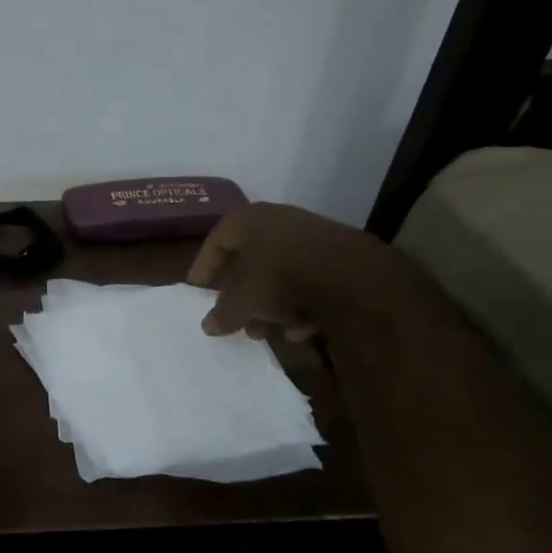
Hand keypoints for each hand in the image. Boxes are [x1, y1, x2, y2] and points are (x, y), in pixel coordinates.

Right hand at [186, 202, 409, 341]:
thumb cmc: (280, 277)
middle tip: (233, 319)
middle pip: (248, 261)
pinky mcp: (336, 256)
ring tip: (264, 332)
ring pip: (278, 274)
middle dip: (239, 295)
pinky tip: (298, 329)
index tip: (198, 291)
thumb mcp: (242, 300)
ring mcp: (309, 237)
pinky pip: (306, 281)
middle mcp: (276, 222)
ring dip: (268, 305)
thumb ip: (222, 313)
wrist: (353, 274)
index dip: (203, 268)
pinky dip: (298, 304)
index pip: (215, 242)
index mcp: (246, 220)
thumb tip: (208, 327)